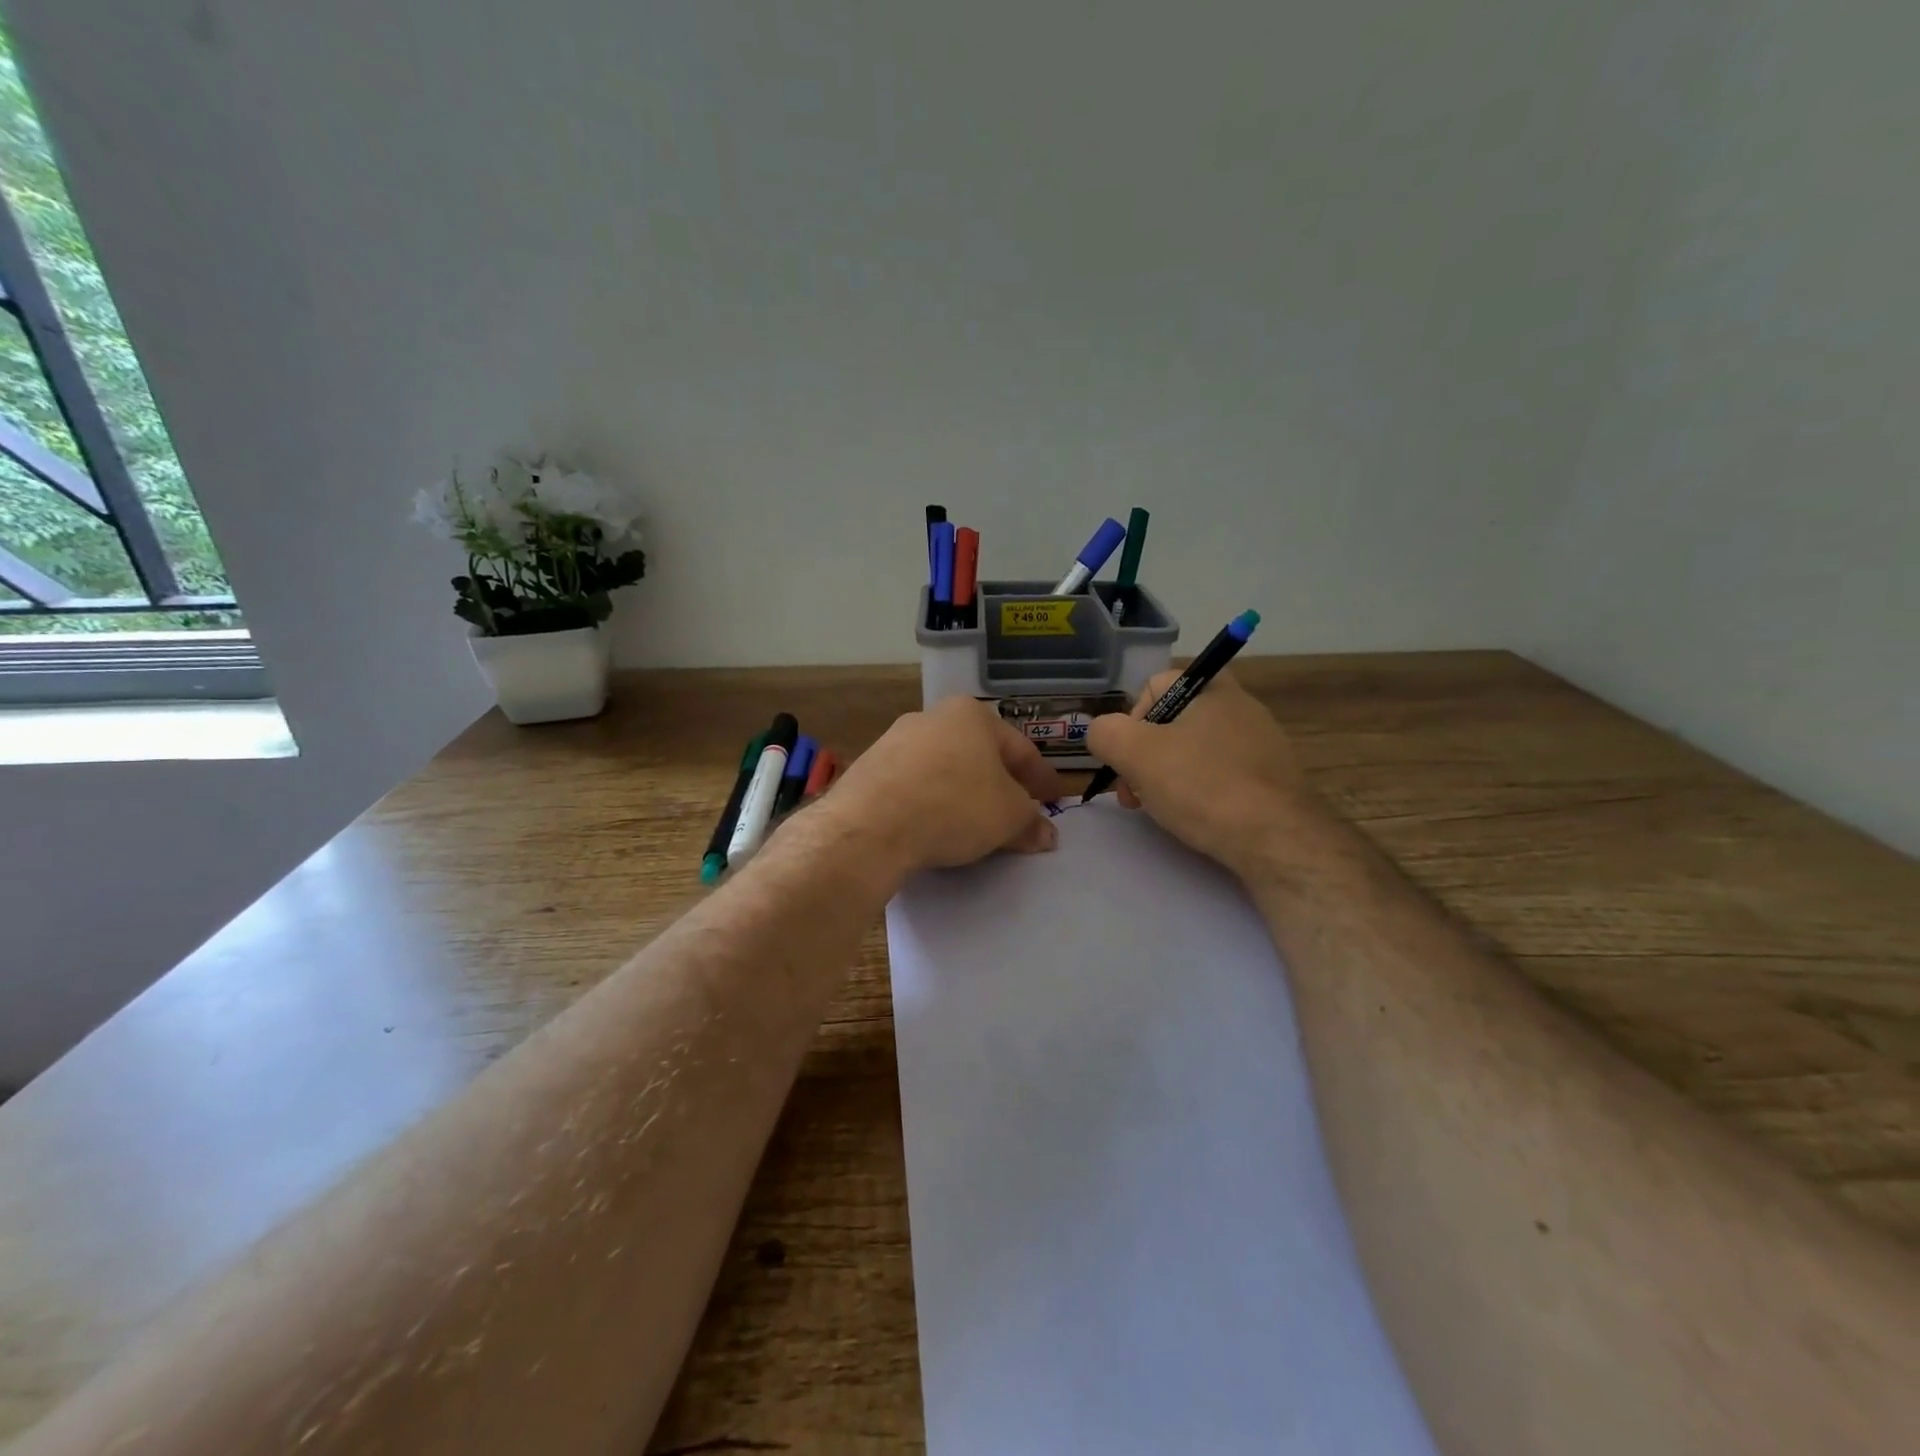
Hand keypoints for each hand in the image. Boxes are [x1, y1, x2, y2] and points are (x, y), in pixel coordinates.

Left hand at [824, 696, 1066, 876]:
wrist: (870, 825)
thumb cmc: (954, 806)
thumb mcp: (1007, 817)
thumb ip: (1030, 822)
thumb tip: (1046, 834)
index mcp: (971, 715)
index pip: (1020, 748)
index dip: (1042, 778)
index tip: (1054, 800)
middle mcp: (931, 717)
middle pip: (980, 755)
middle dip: (1001, 785)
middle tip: (1017, 813)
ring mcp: (894, 741)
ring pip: (945, 769)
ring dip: (965, 794)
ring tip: (976, 825)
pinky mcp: (869, 769)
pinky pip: (914, 786)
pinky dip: (932, 802)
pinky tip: (936, 826)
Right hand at [1085, 671, 1306, 873]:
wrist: (1276, 839)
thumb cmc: (1202, 785)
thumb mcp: (1135, 753)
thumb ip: (1105, 733)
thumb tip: (1102, 734)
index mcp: (1212, 688)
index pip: (1154, 686)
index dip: (1130, 720)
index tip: (1127, 758)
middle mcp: (1241, 706)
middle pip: (1172, 722)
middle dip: (1144, 756)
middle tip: (1134, 793)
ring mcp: (1261, 744)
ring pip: (1194, 751)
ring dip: (1167, 776)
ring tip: (1161, 809)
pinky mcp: (1272, 779)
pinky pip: (1221, 776)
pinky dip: (1200, 792)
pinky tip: (1196, 818)